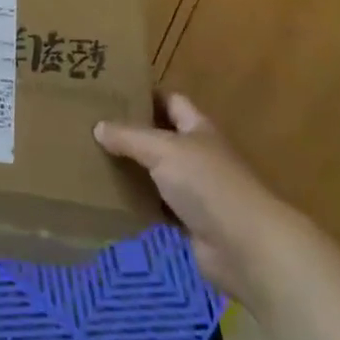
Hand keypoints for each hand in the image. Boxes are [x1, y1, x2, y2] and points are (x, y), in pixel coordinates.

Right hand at [96, 95, 272, 300]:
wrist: (245, 247)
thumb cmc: (207, 184)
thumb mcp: (163, 150)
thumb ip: (129, 137)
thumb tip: (98, 126)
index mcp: (197, 128)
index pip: (171, 101)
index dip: (146, 94)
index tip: (112, 91)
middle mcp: (197, 154)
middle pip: (161, 137)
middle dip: (132, 133)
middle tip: (94, 126)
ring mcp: (195, 190)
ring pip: (157, 173)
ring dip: (133, 170)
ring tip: (94, 160)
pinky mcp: (190, 222)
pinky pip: (157, 207)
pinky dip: (139, 204)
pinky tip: (110, 199)